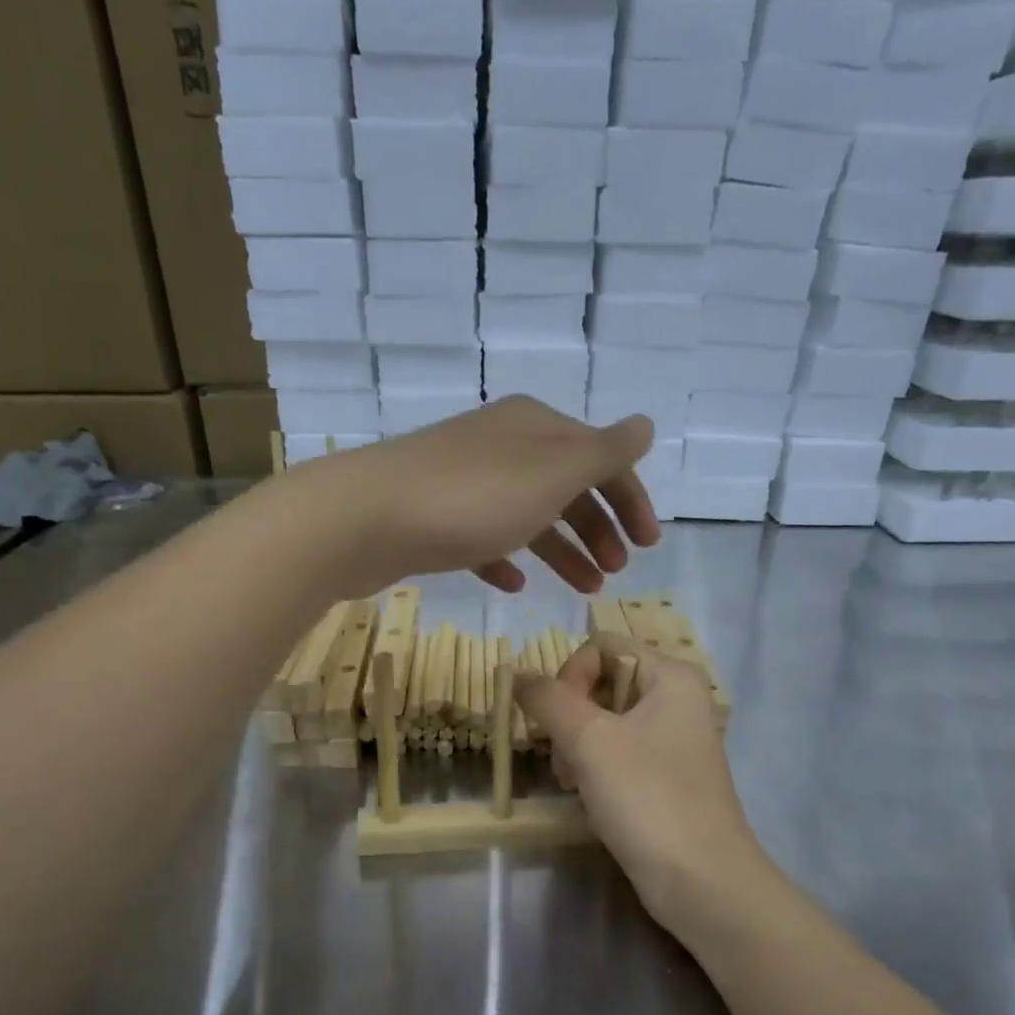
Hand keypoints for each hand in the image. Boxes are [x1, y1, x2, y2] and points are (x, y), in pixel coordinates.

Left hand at [287, 397, 660, 596]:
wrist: (365, 518)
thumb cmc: (472, 497)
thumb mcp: (552, 473)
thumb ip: (603, 453)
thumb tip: (645, 425)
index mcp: (536, 428)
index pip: (601, 457)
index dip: (630, 498)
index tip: (648, 545)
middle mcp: (503, 446)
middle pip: (567, 486)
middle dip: (599, 528)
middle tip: (617, 571)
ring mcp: (467, 482)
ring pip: (530, 516)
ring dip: (563, 550)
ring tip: (586, 588)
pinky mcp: (436, 518)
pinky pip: (485, 539)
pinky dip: (508, 560)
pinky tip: (516, 586)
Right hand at [517, 636, 766, 949]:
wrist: (700, 881)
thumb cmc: (647, 798)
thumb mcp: (590, 741)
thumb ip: (548, 699)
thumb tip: (517, 674)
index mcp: (670, 675)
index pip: (601, 647)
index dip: (569, 676)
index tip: (558, 721)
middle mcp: (676, 699)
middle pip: (601, 683)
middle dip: (570, 718)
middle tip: (564, 759)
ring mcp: (673, 740)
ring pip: (604, 722)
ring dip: (577, 748)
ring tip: (573, 784)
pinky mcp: (665, 776)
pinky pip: (618, 753)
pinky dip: (595, 769)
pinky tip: (589, 798)